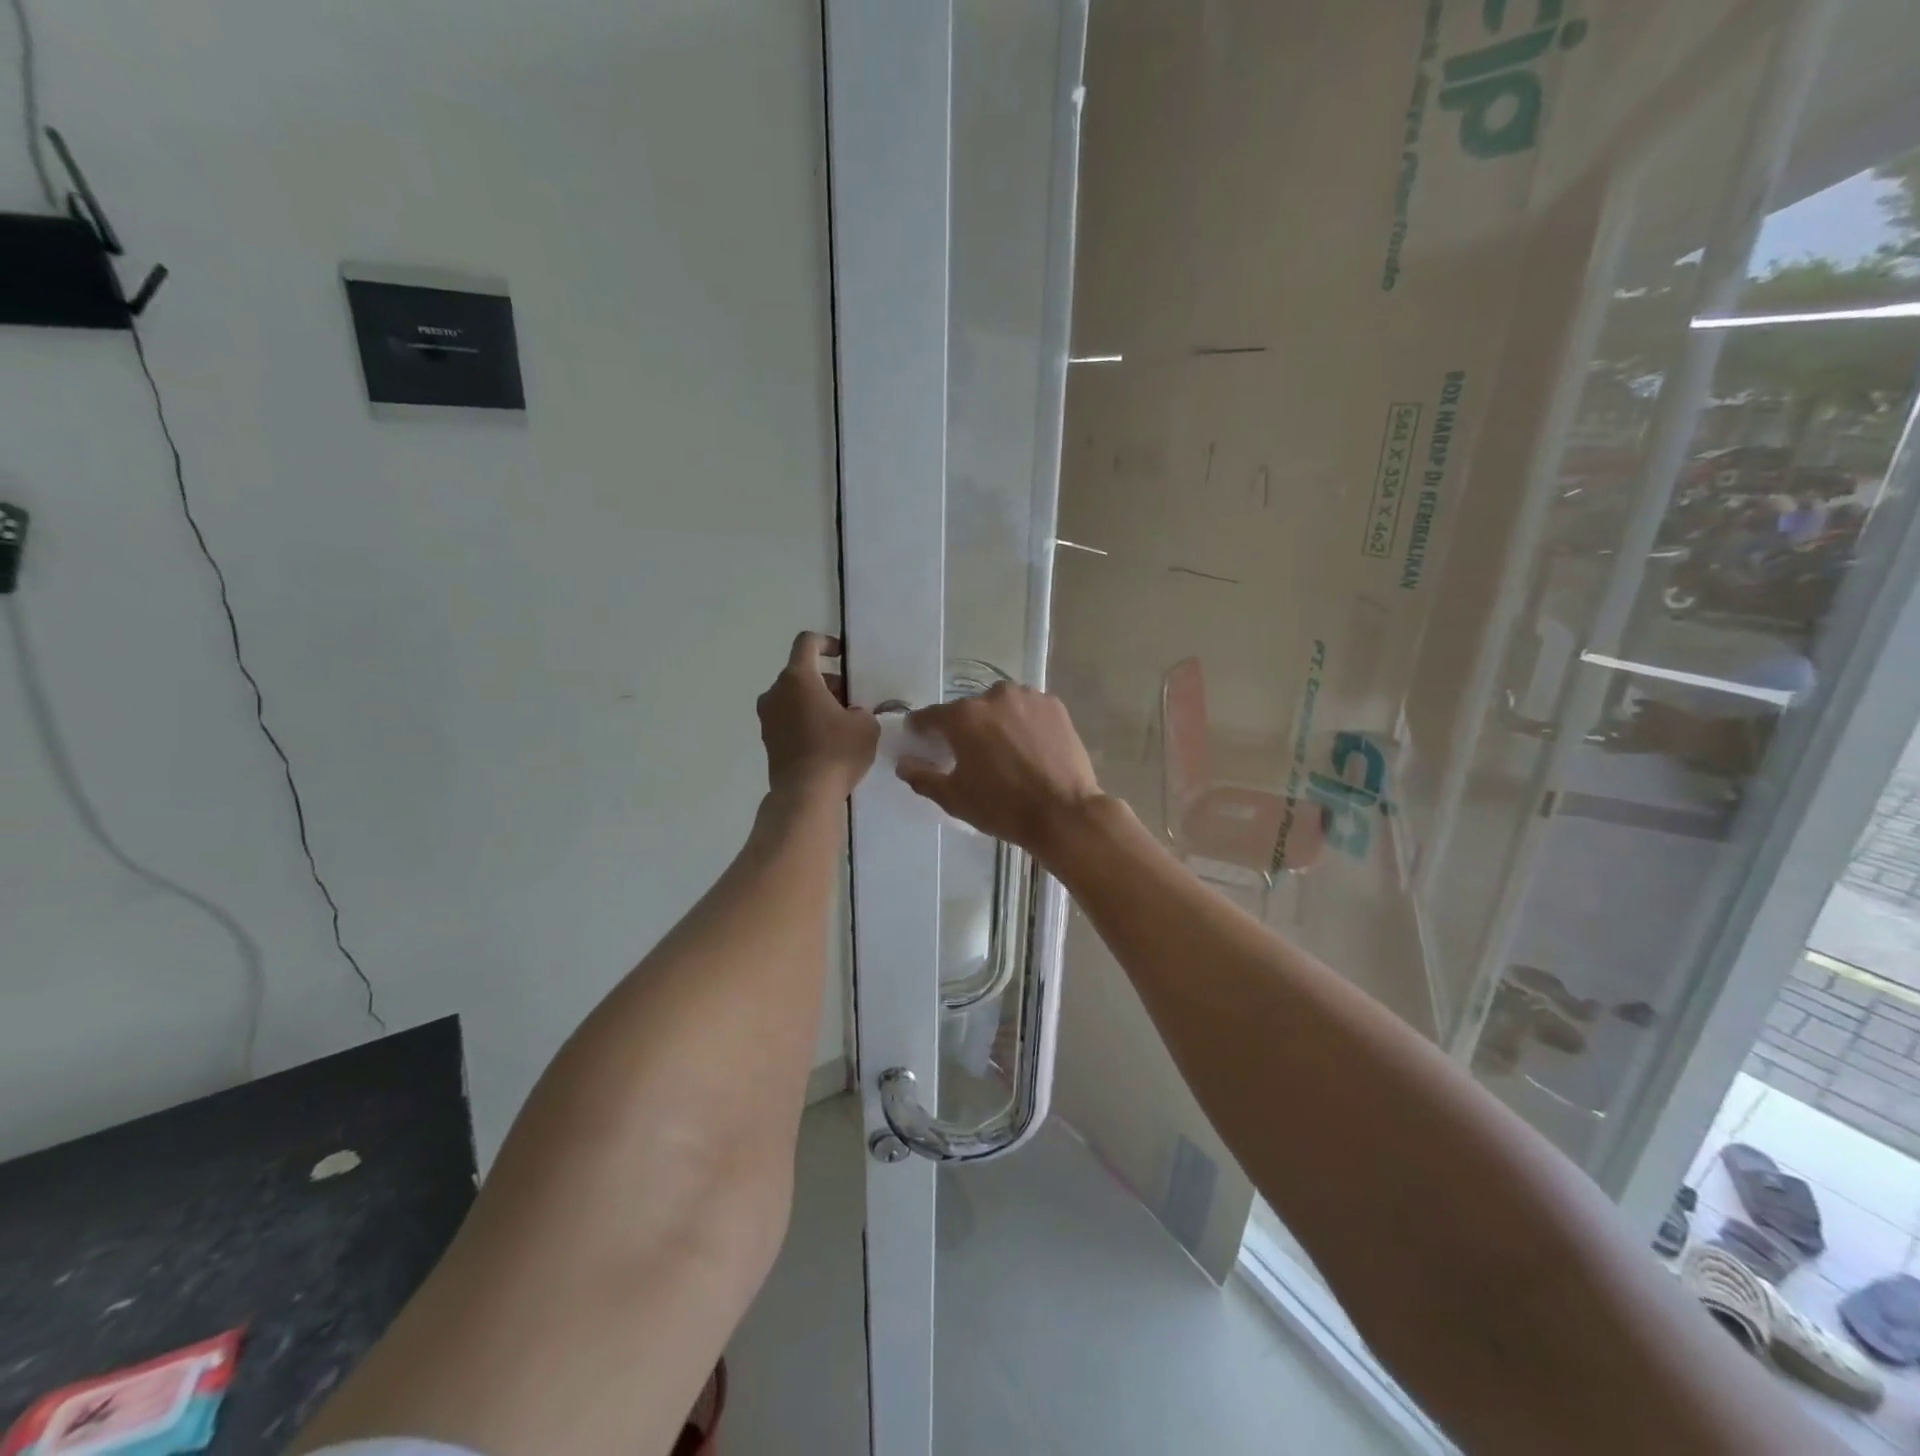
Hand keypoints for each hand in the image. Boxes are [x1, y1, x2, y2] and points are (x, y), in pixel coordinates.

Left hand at [758, 632, 878, 799]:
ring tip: (841, 723)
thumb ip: (860, 711)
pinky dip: (805, 721)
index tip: (842, 657)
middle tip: (850, 700)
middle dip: (827, 681)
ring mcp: (768, 717)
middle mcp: (776, 692)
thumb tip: (850, 715)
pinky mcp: (768, 740)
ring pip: (794, 697)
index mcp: (798, 678)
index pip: (807, 643)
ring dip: (815, 702)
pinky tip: (827, 741)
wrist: (805, 795)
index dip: (826, 643)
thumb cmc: (837, 752)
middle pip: (801, 673)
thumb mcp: (866, 726)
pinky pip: (789, 719)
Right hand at [896, 682, 1104, 854]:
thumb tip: (903, 762)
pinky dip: (1024, 722)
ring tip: (1004, 750)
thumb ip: (922, 776)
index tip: (920, 739)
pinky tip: (1029, 746)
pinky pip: (1028, 709)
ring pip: (1000, 706)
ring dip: (996, 722)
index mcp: (963, 717)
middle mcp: (993, 696)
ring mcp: (1028, 697)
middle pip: (968, 710)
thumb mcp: (954, 798)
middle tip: (970, 753)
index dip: (922, 728)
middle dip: (964, 727)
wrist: (1063, 813)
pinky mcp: (1054, 705)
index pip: (930, 716)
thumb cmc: (1002, 807)